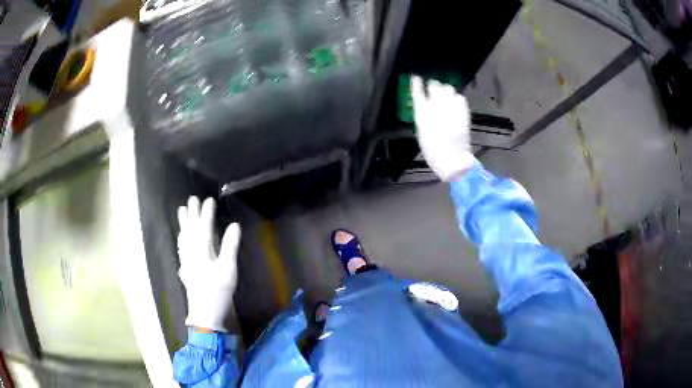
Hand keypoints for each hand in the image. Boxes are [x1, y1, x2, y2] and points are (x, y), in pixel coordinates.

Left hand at [177, 196, 239, 331]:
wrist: (205, 313)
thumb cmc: (218, 291)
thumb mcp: (228, 269)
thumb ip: (230, 246)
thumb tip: (234, 225)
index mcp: (202, 251)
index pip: (203, 227)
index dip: (206, 213)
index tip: (208, 200)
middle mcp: (191, 253)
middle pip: (190, 230)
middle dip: (192, 214)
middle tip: (192, 199)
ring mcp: (186, 261)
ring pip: (183, 238)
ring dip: (183, 224)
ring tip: (182, 211)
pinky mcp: (185, 269)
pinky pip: (181, 248)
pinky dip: (181, 240)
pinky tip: (180, 239)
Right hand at [411, 76, 476, 180]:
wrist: (453, 160)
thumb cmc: (433, 150)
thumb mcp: (422, 132)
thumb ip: (422, 115)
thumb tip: (424, 104)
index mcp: (423, 113)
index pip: (418, 91)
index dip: (416, 83)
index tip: (415, 78)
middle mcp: (437, 107)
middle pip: (435, 85)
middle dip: (433, 85)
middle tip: (432, 88)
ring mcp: (452, 108)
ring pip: (448, 88)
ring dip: (445, 89)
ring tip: (444, 95)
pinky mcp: (463, 112)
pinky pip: (460, 97)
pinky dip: (456, 97)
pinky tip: (454, 102)